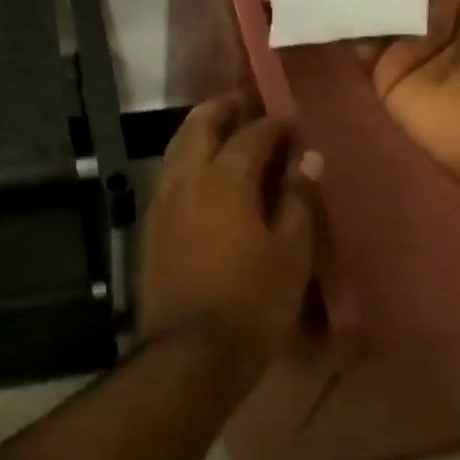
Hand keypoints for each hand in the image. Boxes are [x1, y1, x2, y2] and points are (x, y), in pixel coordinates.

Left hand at [138, 96, 321, 373]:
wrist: (190, 355)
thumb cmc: (252, 303)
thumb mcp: (292, 255)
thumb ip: (299, 200)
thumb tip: (308, 159)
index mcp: (225, 180)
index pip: (252, 134)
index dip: (275, 123)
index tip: (292, 121)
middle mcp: (187, 180)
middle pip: (200, 126)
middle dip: (224, 109)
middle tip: (247, 105)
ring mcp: (162, 203)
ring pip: (177, 148)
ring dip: (201, 131)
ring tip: (225, 132)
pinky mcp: (151, 227)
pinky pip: (169, 176)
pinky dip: (188, 161)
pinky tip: (204, 176)